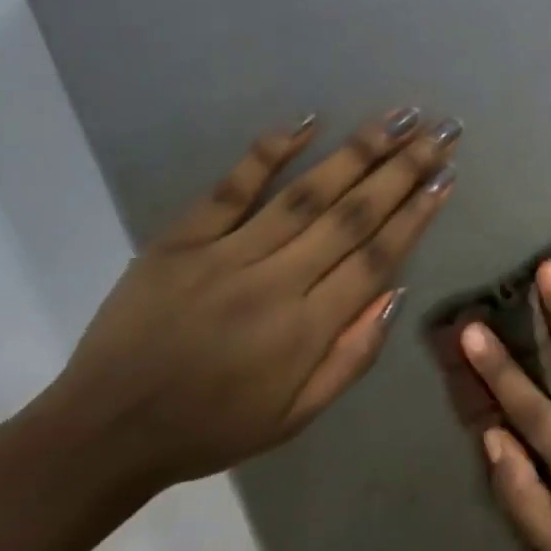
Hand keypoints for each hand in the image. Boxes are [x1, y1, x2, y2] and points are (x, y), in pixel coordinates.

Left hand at [49, 109, 458, 490]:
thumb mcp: (298, 415)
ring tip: (397, 118)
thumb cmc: (214, 428)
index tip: (446, 178)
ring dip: (357, 152)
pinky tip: (307, 121)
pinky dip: (268, 152)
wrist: (104, 432)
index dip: (416, 215)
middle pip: (351, 215)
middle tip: (440, 131)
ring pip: (304, 194)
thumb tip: (395, 292)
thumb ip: (354, 355)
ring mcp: (223, 255)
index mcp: (306, 330)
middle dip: (402, 169)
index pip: (376, 258)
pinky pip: (231, 189)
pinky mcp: (179, 240)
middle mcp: (273, 283)